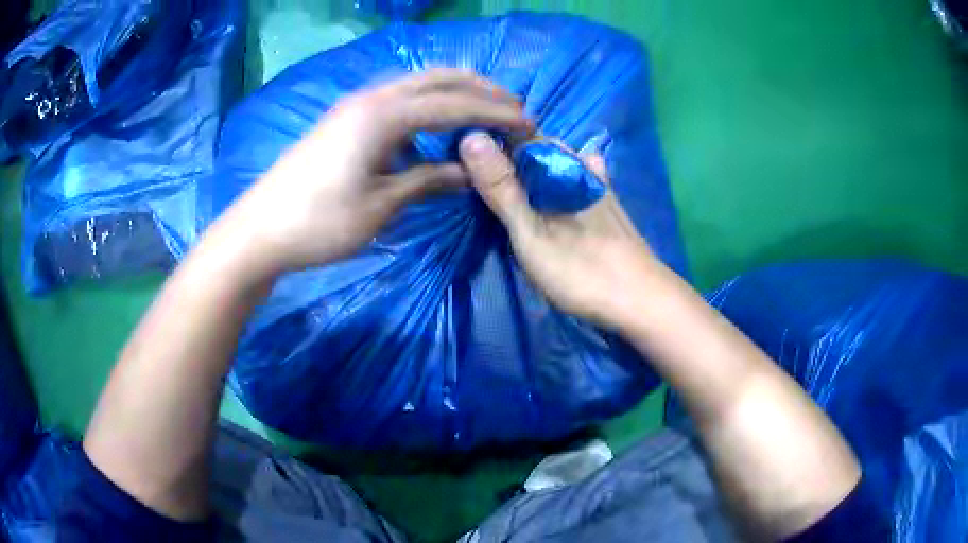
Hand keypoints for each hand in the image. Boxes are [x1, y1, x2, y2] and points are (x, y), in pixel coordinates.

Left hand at [217, 70, 533, 276]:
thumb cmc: (319, 223)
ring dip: (453, 91)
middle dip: (480, 89)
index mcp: (384, 115)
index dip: (495, 113)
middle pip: (438, 78)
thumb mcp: (381, 207)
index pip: (454, 104)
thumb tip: (466, 172)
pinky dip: (426, 104)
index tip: (528, 124)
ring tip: (483, 110)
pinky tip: (433, 126)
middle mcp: (372, 98)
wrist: (259, 230)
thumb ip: (427, 181)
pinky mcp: (344, 118)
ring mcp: (354, 105)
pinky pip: (397, 98)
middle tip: (513, 108)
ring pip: (416, 83)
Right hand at [459, 132, 666, 328]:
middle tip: (474, 165)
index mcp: (554, 166)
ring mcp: (596, 183)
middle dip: (506, 147)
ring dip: (531, 161)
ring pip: (556, 159)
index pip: (515, 132)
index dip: (487, 133)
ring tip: (506, 173)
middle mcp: (577, 165)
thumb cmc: (580, 270)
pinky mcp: (607, 203)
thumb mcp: (529, 232)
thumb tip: (469, 135)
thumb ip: (501, 186)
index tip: (459, 145)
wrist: (640, 299)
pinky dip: (562, 173)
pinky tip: (561, 178)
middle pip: (536, 145)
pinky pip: (577, 176)